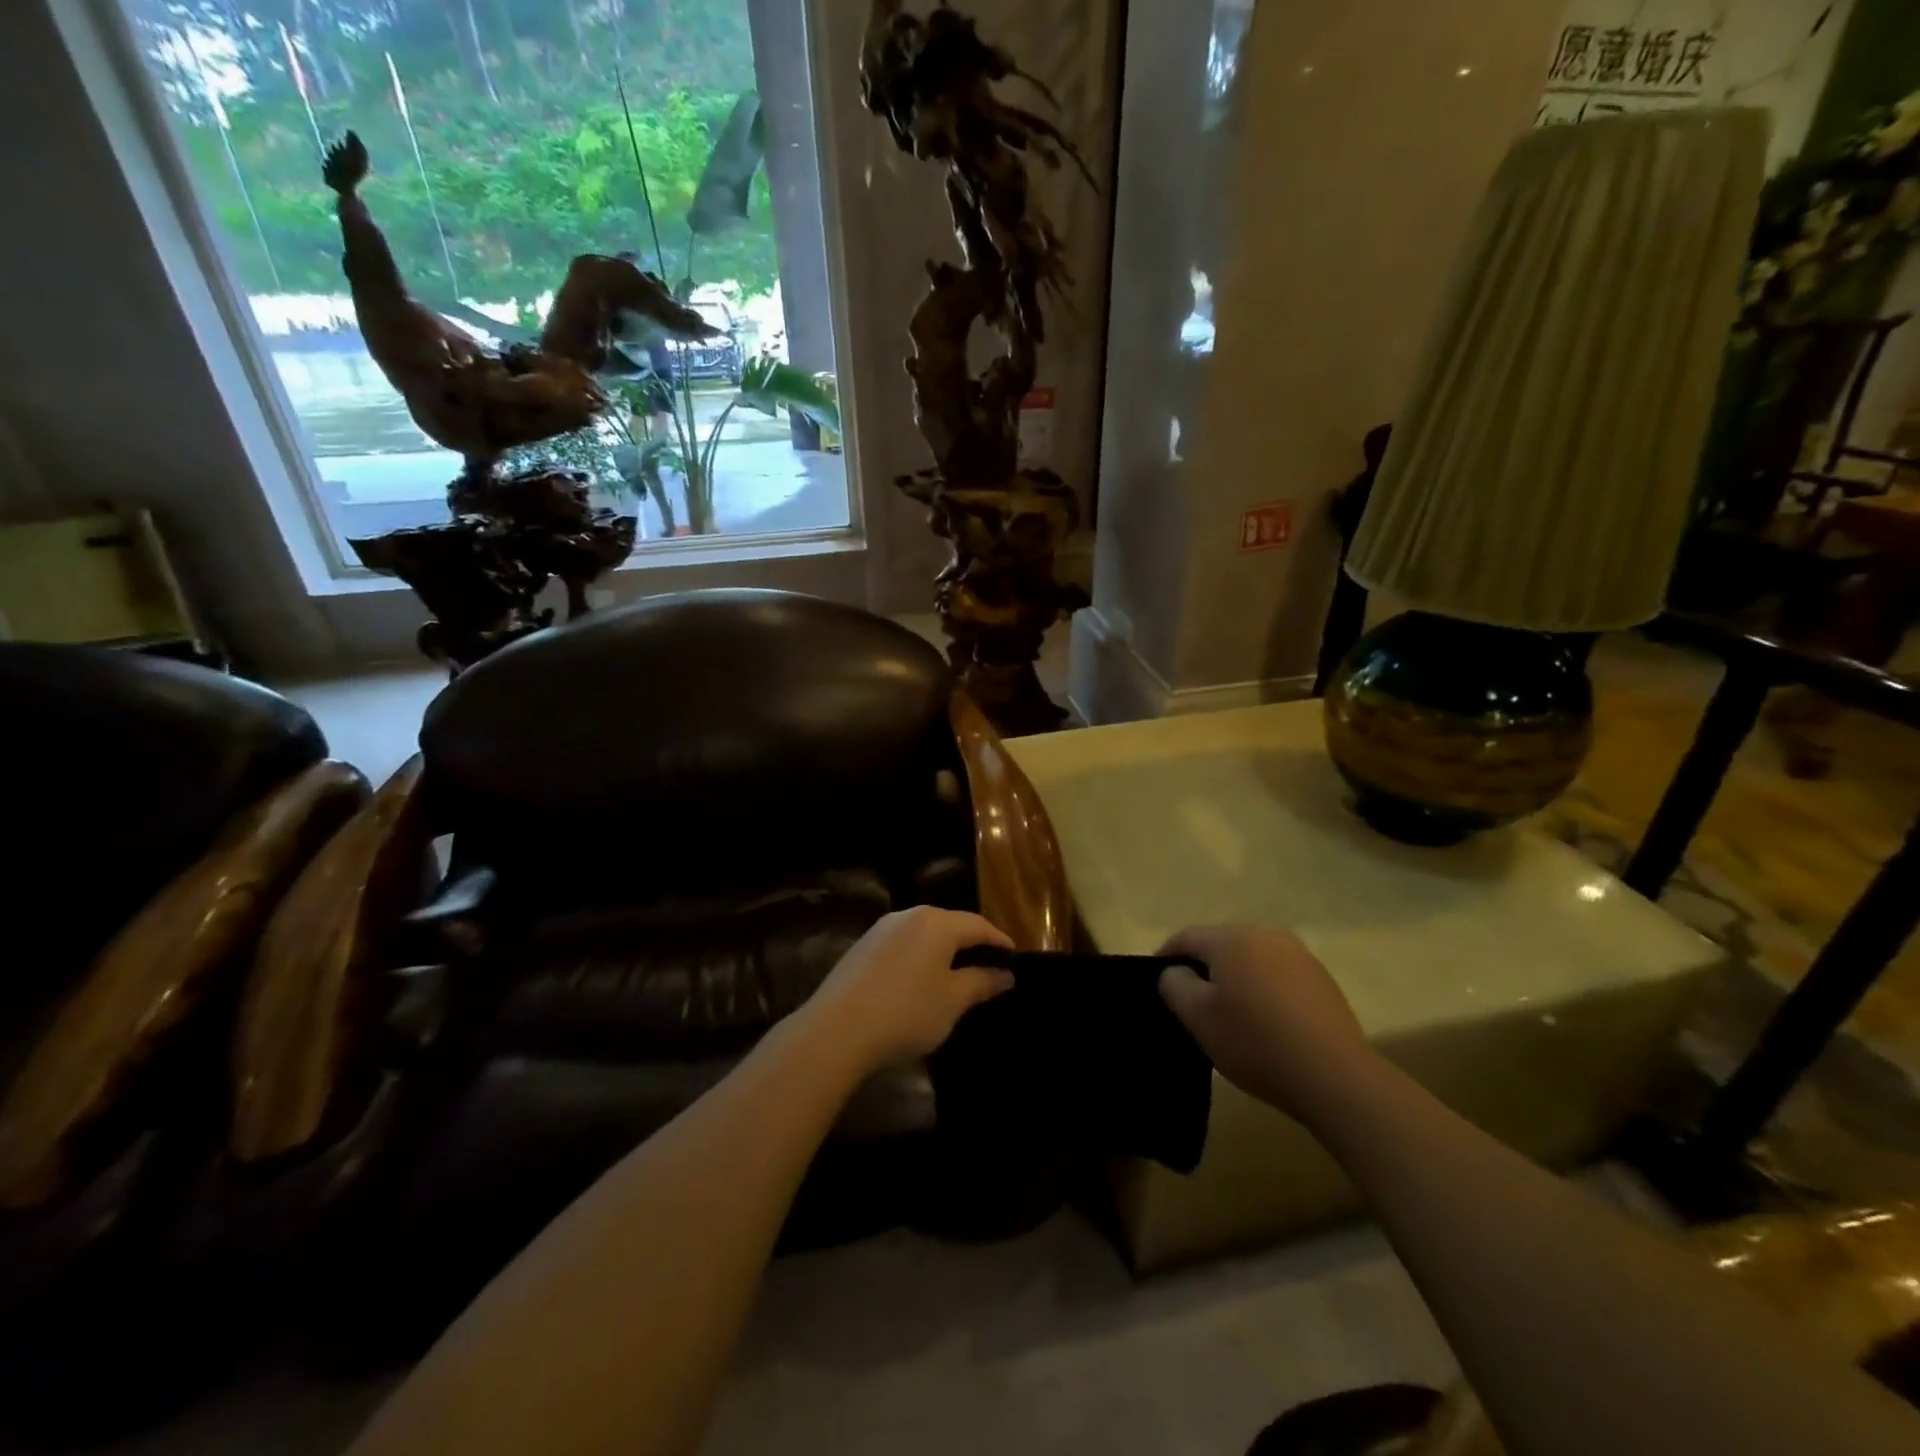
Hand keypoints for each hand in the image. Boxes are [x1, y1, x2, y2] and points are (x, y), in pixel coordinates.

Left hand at [800, 907, 1014, 1071]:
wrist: (837, 1030)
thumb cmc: (907, 1012)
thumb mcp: (952, 1001)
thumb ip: (981, 982)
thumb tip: (1006, 974)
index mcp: (937, 922)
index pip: (978, 925)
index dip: (1000, 941)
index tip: (1015, 959)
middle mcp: (909, 915)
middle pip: (950, 924)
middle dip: (972, 944)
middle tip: (989, 967)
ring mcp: (882, 929)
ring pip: (924, 934)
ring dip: (943, 951)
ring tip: (957, 976)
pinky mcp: (862, 947)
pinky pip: (903, 945)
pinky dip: (919, 958)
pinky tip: (920, 982)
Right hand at [1158, 925, 1380, 1125]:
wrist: (1335, 1077)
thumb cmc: (1255, 1042)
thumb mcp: (1198, 1017)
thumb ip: (1174, 984)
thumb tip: (1175, 971)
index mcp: (1232, 939)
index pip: (1186, 937)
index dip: (1165, 956)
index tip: (1154, 980)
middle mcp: (1266, 935)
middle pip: (1220, 944)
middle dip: (1202, 966)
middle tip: (1189, 999)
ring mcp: (1299, 955)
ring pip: (1251, 959)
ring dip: (1234, 977)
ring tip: (1227, 1011)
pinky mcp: (1321, 979)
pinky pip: (1277, 975)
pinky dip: (1262, 989)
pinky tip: (1263, 1020)